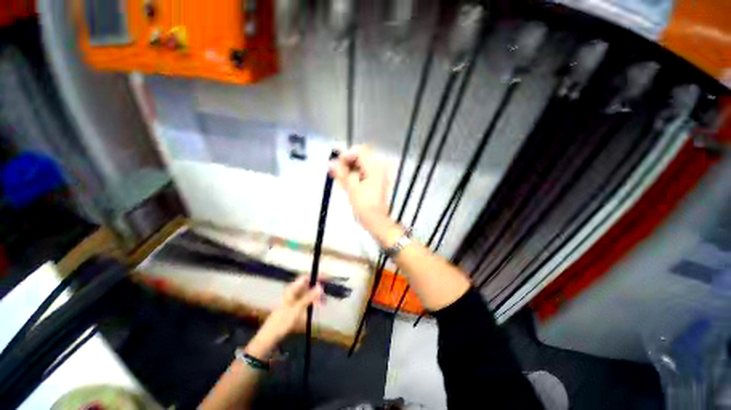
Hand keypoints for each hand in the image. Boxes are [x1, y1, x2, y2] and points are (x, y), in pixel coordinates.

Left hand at [245, 276, 322, 358]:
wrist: (270, 336)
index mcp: (292, 289)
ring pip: (307, 293)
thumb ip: (309, 297)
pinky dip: (311, 302)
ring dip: (316, 296)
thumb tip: (321, 286)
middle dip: (317, 288)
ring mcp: (292, 299)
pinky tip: (316, 306)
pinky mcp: (293, 307)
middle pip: (307, 285)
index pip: (306, 278)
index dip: (316, 277)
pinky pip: (305, 300)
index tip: (327, 278)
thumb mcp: (298, 309)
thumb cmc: (283, 321)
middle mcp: (292, 292)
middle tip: (326, 295)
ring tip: (324, 303)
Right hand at [329, 146, 400, 245]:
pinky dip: (353, 176)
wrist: (376, 220)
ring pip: (360, 165)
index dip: (346, 156)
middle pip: (359, 157)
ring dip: (348, 170)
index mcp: (375, 167)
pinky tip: (347, 184)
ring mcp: (378, 174)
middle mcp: (378, 167)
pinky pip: (362, 173)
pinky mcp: (375, 181)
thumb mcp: (351, 188)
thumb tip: (330, 162)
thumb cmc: (365, 206)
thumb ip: (341, 173)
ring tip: (340, 180)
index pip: (359, 151)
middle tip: (336, 173)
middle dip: (346, 164)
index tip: (337, 165)